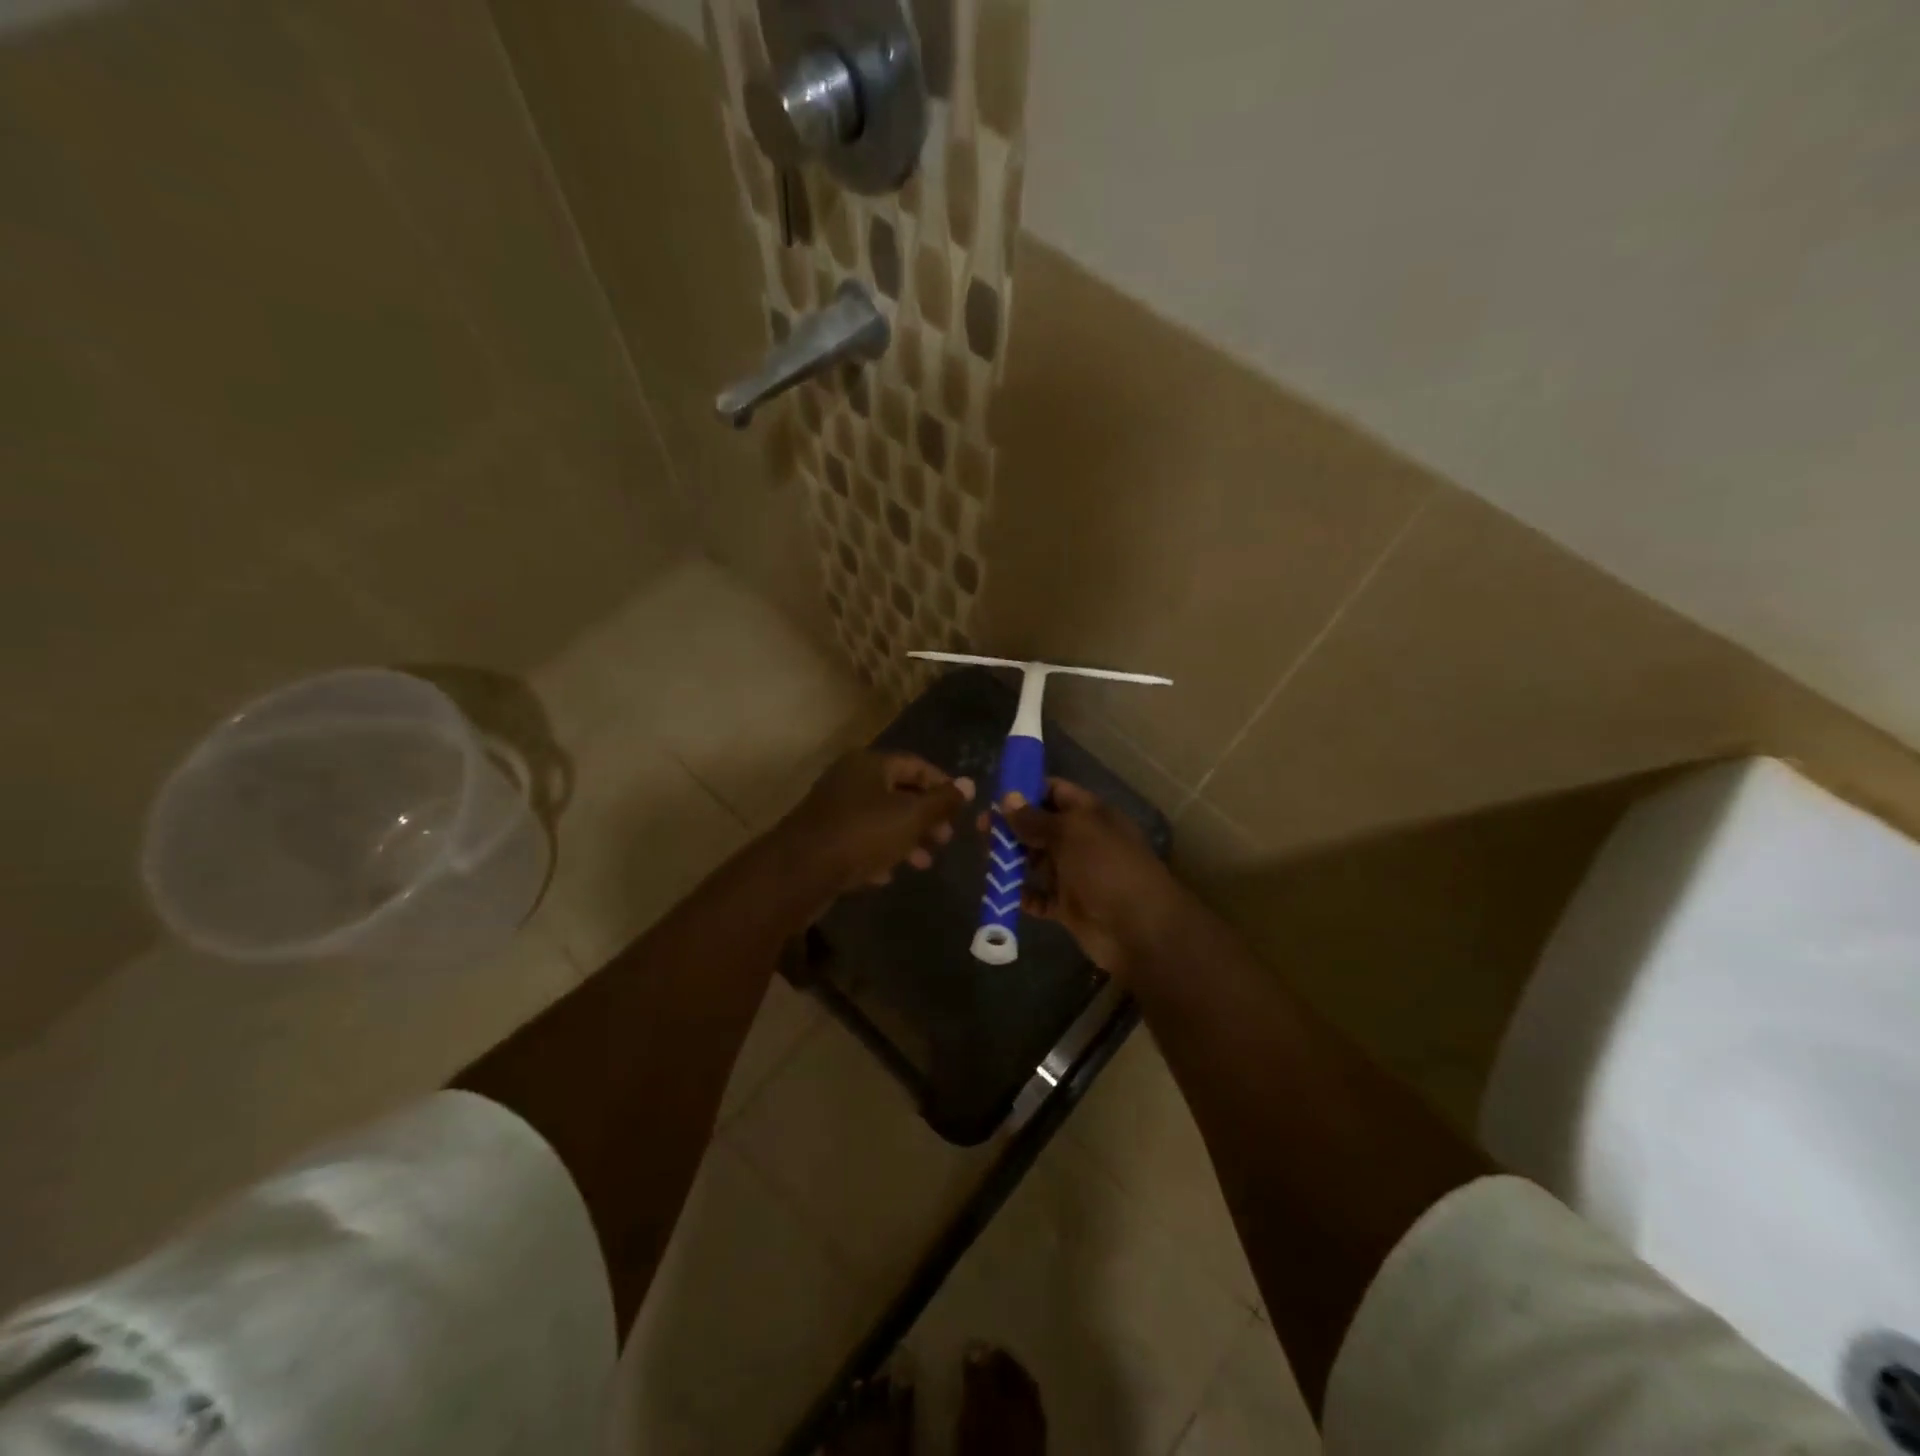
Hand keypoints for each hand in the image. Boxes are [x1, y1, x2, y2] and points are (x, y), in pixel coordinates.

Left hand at [778, 750, 974, 895]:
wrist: (800, 871)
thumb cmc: (862, 834)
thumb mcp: (911, 817)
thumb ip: (942, 801)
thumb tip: (970, 783)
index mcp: (870, 764)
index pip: (916, 765)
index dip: (943, 785)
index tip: (962, 809)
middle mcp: (850, 778)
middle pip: (898, 791)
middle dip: (926, 816)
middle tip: (945, 839)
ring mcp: (833, 808)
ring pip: (880, 818)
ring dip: (905, 838)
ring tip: (924, 863)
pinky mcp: (822, 837)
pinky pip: (859, 839)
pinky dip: (878, 853)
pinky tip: (888, 875)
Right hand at [993, 778, 1189, 977]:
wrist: (1139, 929)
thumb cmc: (1106, 868)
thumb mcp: (1071, 833)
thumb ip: (1036, 817)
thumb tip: (1007, 797)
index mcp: (1090, 814)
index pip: (1055, 792)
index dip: (1027, 791)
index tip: (996, 797)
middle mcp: (1083, 840)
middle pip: (1041, 826)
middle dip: (1012, 828)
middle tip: (982, 832)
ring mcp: (1076, 874)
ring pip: (1037, 861)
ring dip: (1013, 861)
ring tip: (988, 862)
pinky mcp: (1069, 906)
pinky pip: (1040, 896)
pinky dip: (1023, 895)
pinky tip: (1004, 893)